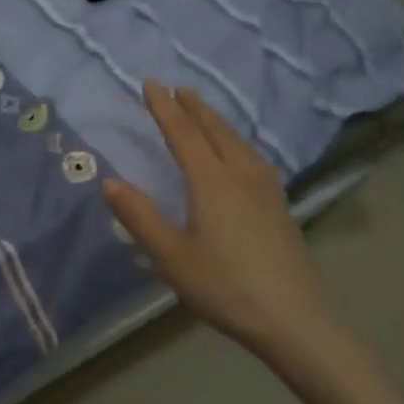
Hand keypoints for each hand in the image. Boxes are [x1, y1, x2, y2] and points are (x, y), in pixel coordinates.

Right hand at [104, 80, 334, 358]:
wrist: (294, 319)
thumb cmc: (225, 286)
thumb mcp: (171, 256)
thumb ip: (140, 217)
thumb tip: (110, 182)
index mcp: (211, 181)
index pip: (183, 133)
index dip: (164, 108)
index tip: (150, 84)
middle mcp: (241, 175)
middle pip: (215, 130)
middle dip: (194, 107)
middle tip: (178, 89)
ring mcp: (266, 190)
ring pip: (238, 141)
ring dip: (217, 122)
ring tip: (204, 113)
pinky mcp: (279, 206)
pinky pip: (252, 157)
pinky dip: (236, 141)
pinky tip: (240, 155)